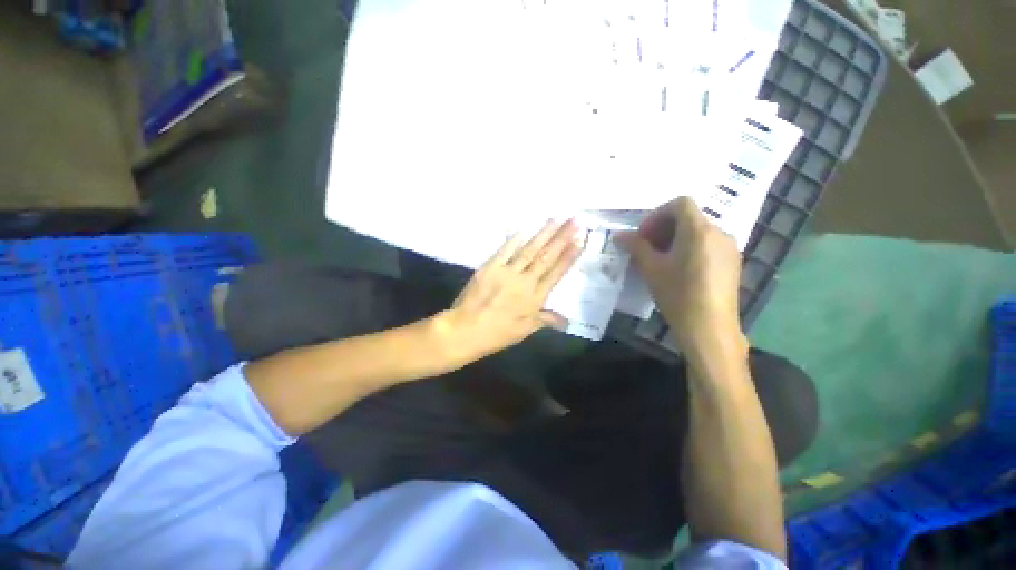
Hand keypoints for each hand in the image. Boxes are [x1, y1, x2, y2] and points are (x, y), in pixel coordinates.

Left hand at [441, 220, 580, 360]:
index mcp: (535, 298)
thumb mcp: (525, 330)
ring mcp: (507, 272)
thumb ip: (545, 320)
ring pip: (529, 250)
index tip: (579, 241)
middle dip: (561, 238)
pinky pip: (505, 250)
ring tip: (556, 219)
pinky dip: (515, 239)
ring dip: (544, 234)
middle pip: (546, 257)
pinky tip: (525, 228)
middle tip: (574, 221)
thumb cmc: (497, 333)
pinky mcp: (490, 267)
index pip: (555, 273)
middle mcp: (524, 282)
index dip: (568, 257)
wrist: (466, 330)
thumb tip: (566, 321)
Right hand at [616, 197, 745, 356]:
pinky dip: (689, 249)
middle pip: (689, 217)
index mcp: (699, 230)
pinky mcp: (732, 263)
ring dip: (675, 239)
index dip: (657, 215)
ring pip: (698, 232)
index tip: (643, 235)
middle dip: (663, 228)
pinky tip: (678, 270)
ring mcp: (729, 248)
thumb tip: (619, 235)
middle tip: (646, 248)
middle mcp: (719, 233)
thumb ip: (635, 246)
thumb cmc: (677, 294)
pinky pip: (708, 245)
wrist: (709, 328)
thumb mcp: (651, 268)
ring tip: (660, 260)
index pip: (680, 203)